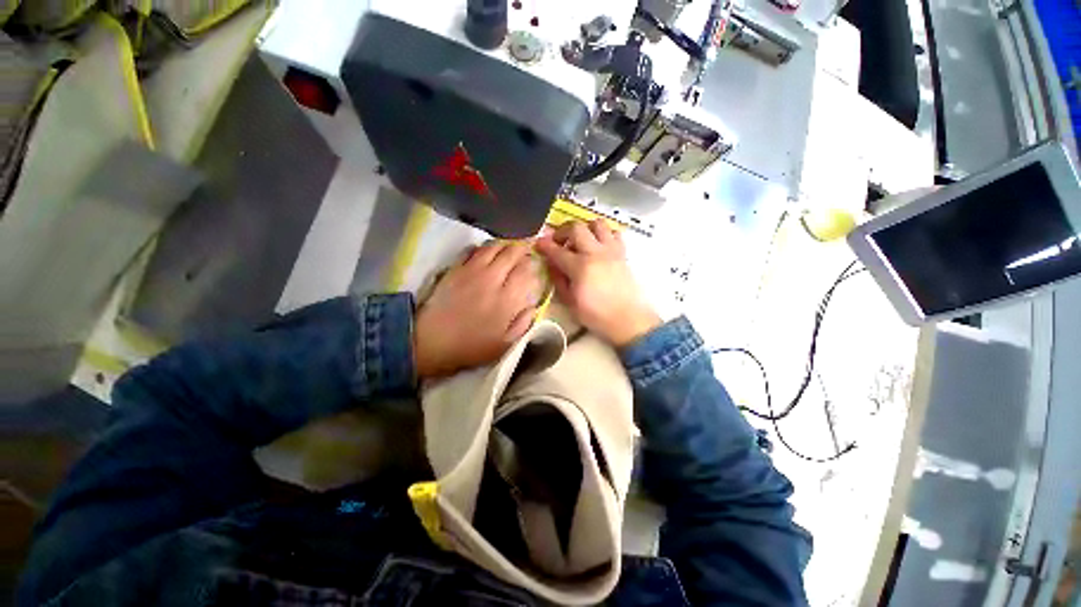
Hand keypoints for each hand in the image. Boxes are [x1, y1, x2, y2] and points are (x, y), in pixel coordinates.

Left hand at [414, 242, 541, 378]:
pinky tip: (486, 251)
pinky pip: (472, 250)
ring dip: (505, 244)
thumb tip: (533, 306)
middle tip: (528, 248)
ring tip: (510, 246)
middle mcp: (493, 279)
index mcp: (507, 298)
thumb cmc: (471, 346)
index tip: (537, 266)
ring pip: (493, 247)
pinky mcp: (456, 269)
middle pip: (513, 253)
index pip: (527, 271)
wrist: (432, 341)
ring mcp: (473, 271)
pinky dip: (482, 247)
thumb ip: (523, 324)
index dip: (535, 266)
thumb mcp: (504, 344)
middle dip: (524, 248)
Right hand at [535, 220, 661, 346]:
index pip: (557, 250)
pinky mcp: (622, 253)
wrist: (628, 319)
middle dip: (562, 230)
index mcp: (580, 267)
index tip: (538, 243)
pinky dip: (604, 233)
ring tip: (579, 240)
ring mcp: (611, 250)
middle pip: (576, 227)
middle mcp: (596, 253)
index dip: (544, 245)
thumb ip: (559, 280)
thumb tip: (552, 264)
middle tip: (558, 241)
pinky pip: (614, 232)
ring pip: (597, 223)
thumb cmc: (596, 315)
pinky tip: (598, 245)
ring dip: (584, 227)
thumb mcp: (570, 302)